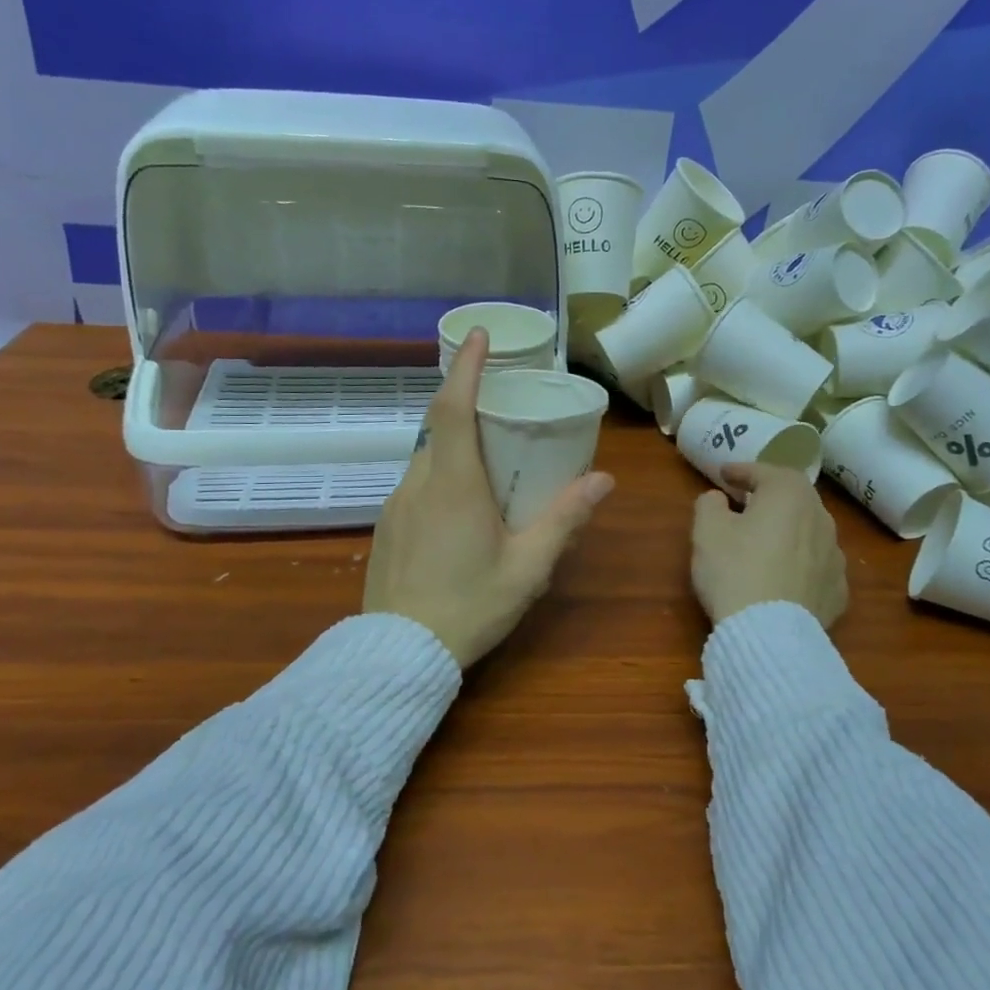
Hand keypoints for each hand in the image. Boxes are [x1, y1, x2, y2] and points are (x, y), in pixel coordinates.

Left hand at [363, 329, 614, 667]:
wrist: (398, 654)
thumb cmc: (469, 608)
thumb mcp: (527, 568)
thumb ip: (564, 519)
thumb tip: (602, 480)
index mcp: (454, 484)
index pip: (452, 407)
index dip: (465, 366)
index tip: (477, 335)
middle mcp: (418, 483)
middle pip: (439, 427)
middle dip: (467, 403)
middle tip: (503, 406)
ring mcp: (396, 504)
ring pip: (427, 457)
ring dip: (455, 445)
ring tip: (490, 461)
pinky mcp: (386, 526)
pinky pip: (416, 484)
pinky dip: (441, 474)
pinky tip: (463, 508)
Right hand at [690, 463, 847, 629]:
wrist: (770, 633)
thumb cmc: (734, 570)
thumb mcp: (707, 530)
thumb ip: (709, 503)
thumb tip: (718, 498)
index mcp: (789, 495)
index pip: (764, 472)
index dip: (741, 471)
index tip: (724, 474)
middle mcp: (821, 518)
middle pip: (794, 498)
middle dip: (770, 496)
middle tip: (747, 502)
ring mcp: (835, 556)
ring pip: (809, 531)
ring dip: (788, 530)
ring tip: (767, 540)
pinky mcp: (838, 590)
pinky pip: (816, 566)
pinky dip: (801, 563)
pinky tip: (785, 575)